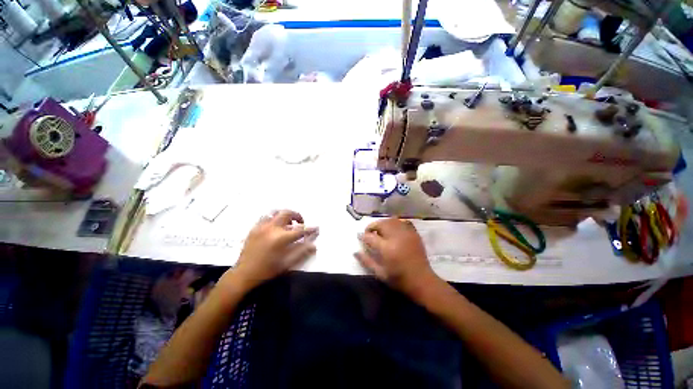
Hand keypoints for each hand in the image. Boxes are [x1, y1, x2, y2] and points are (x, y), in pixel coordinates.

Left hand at [231, 210, 317, 289]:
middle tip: (301, 222)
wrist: (244, 274)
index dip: (310, 229)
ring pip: (275, 212)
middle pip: (287, 213)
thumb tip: (314, 245)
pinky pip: (265, 217)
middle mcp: (271, 229)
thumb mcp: (287, 264)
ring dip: (284, 215)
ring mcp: (261, 227)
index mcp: (281, 238)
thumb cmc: (267, 270)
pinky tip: (275, 226)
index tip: (316, 228)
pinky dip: (273, 218)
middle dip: (297, 215)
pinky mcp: (254, 228)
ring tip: (288, 222)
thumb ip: (302, 253)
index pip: (300, 230)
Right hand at [355, 218, 438, 297]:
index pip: (370, 236)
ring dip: (383, 223)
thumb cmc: (399, 279)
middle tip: (369, 232)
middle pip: (381, 224)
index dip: (363, 235)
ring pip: (391, 220)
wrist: (422, 281)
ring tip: (380, 230)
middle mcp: (396, 238)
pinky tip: (393, 229)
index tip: (360, 236)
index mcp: (387, 249)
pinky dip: (395, 223)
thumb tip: (355, 251)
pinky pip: (402, 222)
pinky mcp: (414, 233)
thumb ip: (366, 261)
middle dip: (372, 226)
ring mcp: (406, 234)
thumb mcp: (380, 274)